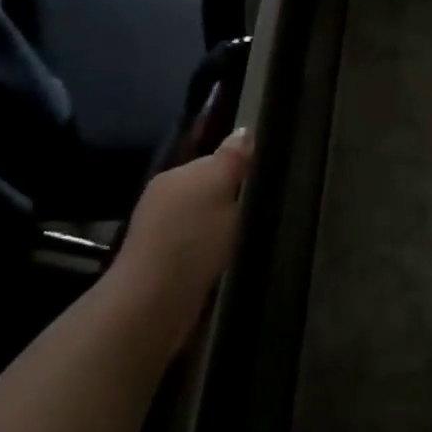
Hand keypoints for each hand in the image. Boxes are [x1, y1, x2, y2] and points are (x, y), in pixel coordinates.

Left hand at [104, 128, 253, 351]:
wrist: (155, 302)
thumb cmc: (191, 238)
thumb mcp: (218, 187)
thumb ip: (232, 159)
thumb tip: (244, 130)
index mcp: (177, 175)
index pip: (217, 160)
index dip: (246, 166)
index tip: (276, 178)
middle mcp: (166, 199)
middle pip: (212, 189)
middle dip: (238, 197)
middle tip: (273, 207)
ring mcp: (164, 233)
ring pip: (208, 219)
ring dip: (229, 226)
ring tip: (259, 233)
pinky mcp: (168, 264)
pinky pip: (203, 246)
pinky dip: (219, 249)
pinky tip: (235, 257)